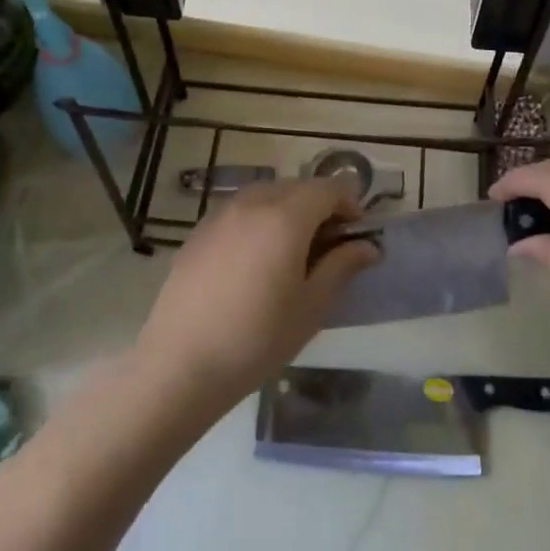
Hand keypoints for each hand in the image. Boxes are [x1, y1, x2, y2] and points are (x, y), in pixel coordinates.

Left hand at [133, 178, 376, 413]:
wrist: (181, 363)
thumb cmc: (257, 338)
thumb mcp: (312, 306)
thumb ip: (342, 266)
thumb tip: (368, 246)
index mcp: (286, 216)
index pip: (329, 188)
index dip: (350, 204)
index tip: (355, 234)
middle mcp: (252, 202)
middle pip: (297, 186)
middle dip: (319, 206)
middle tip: (328, 246)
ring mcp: (220, 214)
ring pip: (266, 195)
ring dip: (288, 210)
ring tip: (291, 252)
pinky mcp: (198, 232)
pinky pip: (239, 211)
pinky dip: (258, 220)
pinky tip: (254, 261)